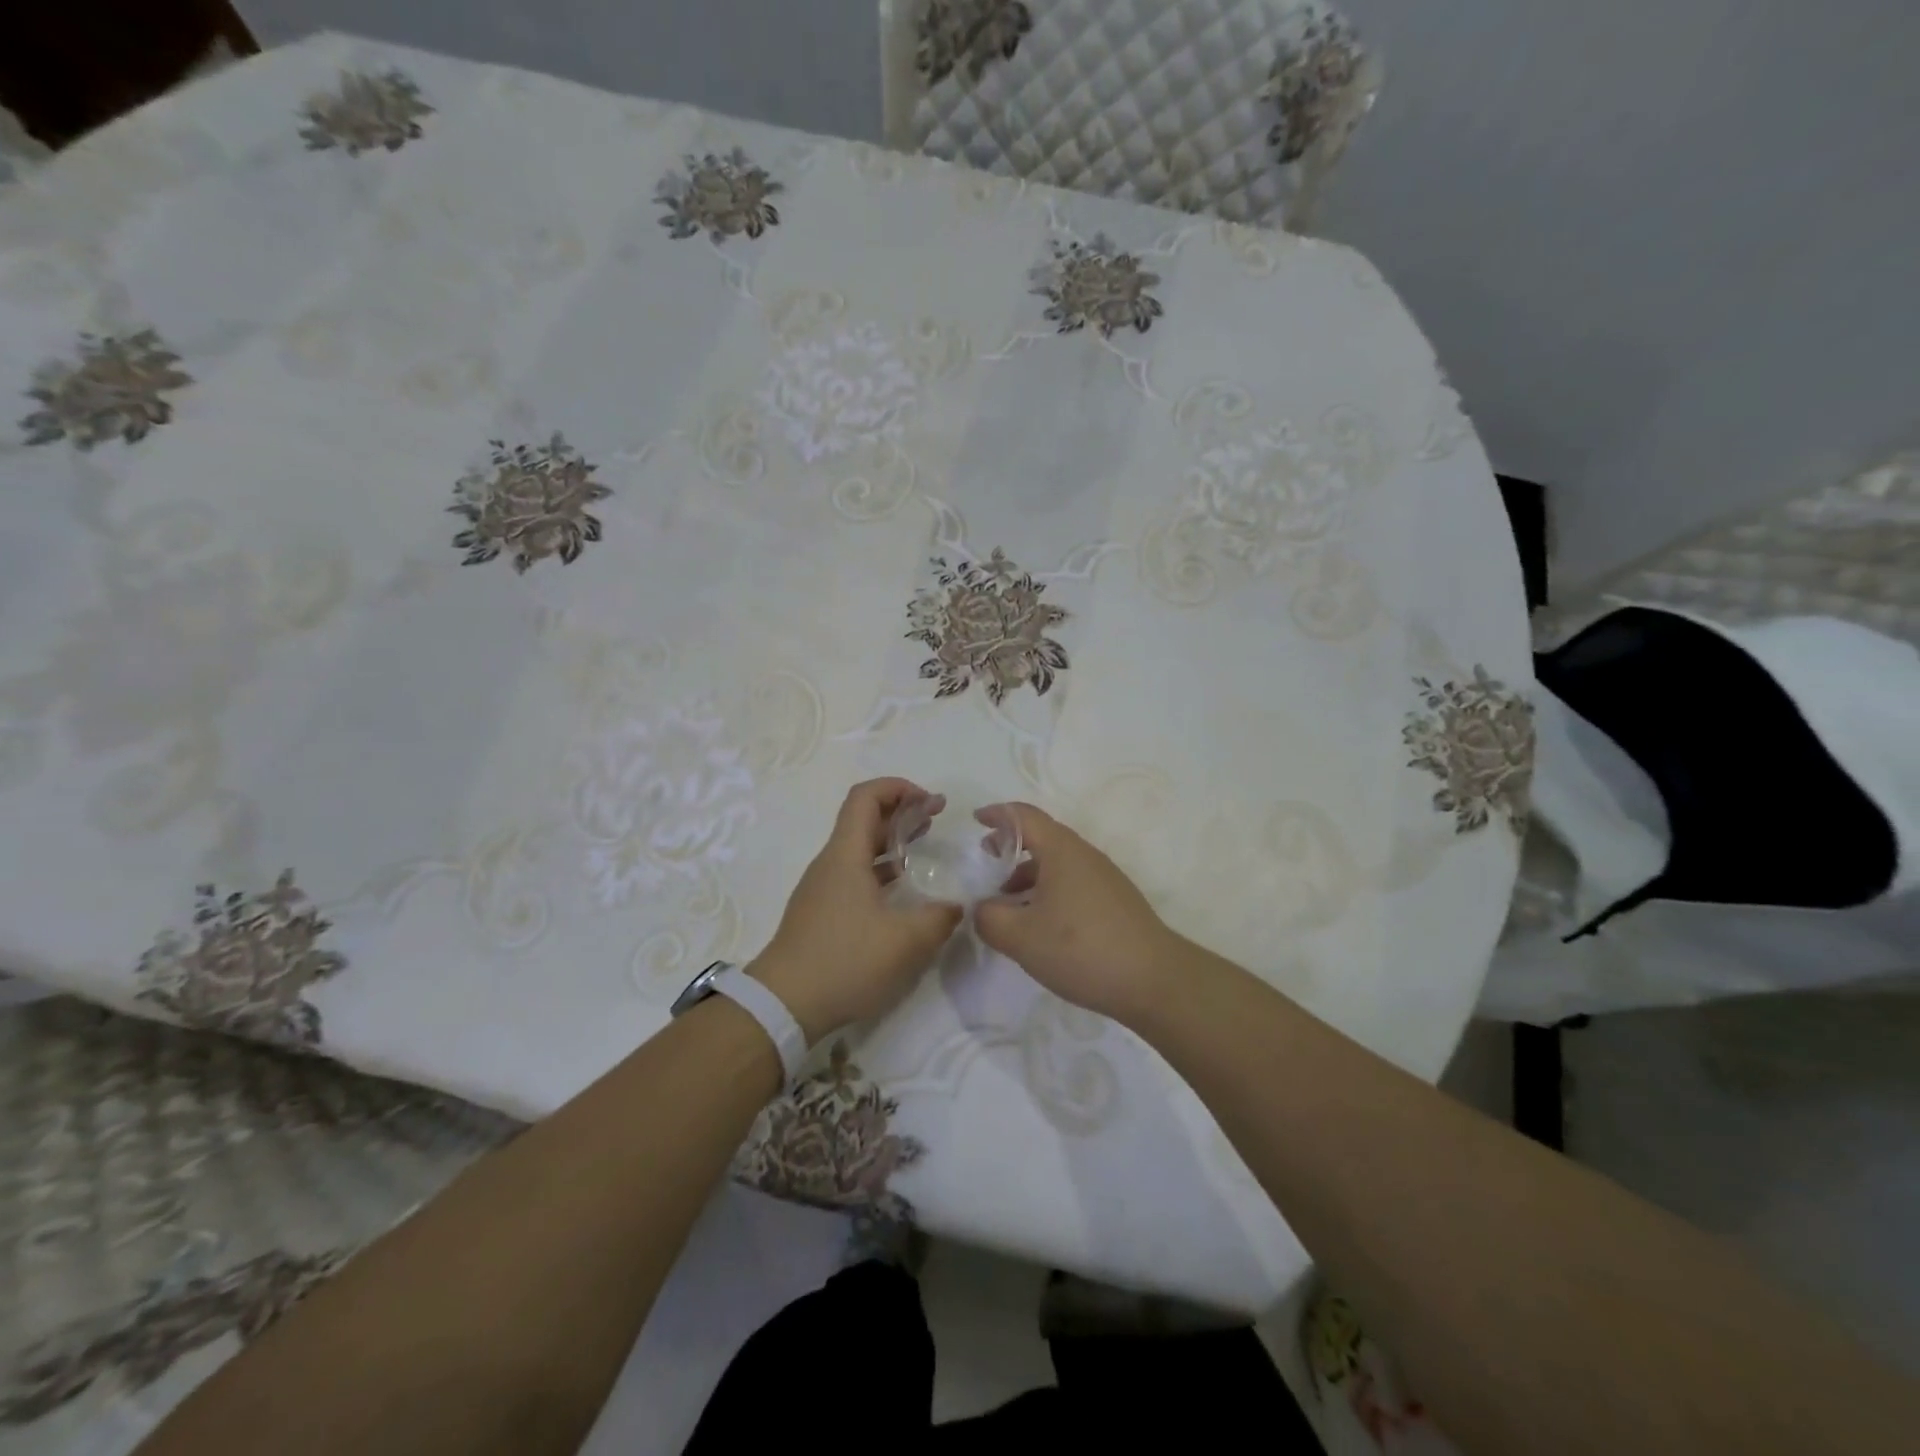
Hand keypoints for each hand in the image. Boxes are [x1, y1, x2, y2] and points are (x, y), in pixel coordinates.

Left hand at [751, 778, 963, 1042]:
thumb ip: (939, 918)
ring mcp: (822, 888)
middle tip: (936, 819)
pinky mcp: (821, 912)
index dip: (898, 788)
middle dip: (901, 812)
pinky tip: (902, 892)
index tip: (929, 800)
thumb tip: (957, 905)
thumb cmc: (845, 961)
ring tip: (924, 849)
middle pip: (863, 819)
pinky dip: (880, 869)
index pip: (865, 797)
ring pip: (859, 848)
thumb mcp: (905, 941)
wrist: (783, 1005)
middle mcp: (831, 863)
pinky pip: (854, 875)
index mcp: (845, 856)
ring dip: (891, 841)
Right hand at [973, 802, 1182, 1026]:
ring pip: (1058, 864)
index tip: (975, 820)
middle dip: (1011, 846)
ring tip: (1007, 903)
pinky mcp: (1115, 902)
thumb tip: (982, 908)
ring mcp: (1104, 878)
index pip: (1024, 816)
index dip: (997, 814)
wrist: (1154, 980)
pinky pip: (1072, 883)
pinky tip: (1040, 924)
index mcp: (1061, 850)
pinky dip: (1048, 891)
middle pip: (1042, 837)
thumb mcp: (1020, 937)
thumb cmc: (1081, 948)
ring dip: (1028, 874)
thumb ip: (989, 918)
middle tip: (987, 863)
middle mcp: (1084, 855)